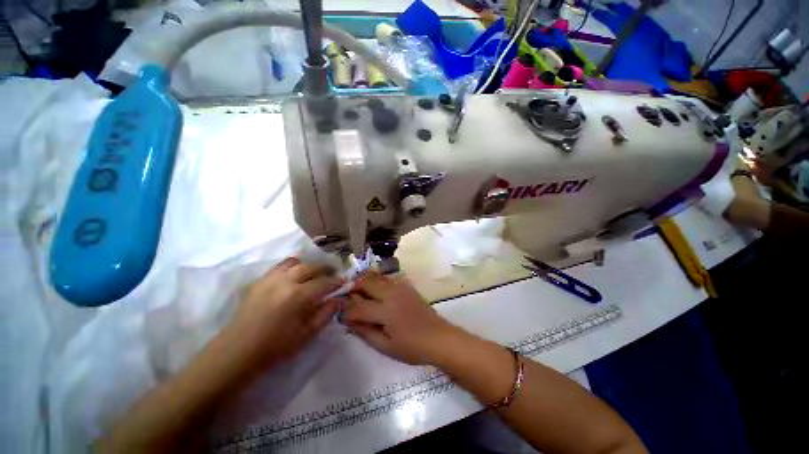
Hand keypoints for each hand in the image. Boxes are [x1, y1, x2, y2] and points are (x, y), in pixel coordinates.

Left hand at [223, 257, 342, 373]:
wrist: (236, 352)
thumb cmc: (274, 348)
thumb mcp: (306, 335)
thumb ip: (325, 314)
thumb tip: (337, 299)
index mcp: (297, 296)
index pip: (324, 282)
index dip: (337, 281)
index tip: (345, 281)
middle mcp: (285, 281)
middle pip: (311, 267)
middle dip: (325, 269)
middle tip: (333, 273)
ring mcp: (269, 279)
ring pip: (294, 262)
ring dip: (307, 265)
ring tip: (313, 272)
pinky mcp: (258, 281)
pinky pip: (279, 267)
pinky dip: (291, 267)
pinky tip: (293, 277)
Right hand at [341, 272, 458, 365]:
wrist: (439, 337)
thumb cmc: (412, 347)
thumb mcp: (386, 347)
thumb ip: (365, 333)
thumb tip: (350, 321)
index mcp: (386, 311)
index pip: (358, 307)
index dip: (347, 312)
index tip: (342, 317)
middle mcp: (391, 294)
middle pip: (366, 282)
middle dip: (353, 288)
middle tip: (348, 298)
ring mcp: (400, 287)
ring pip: (376, 277)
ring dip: (365, 282)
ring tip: (360, 294)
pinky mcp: (407, 286)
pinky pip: (387, 279)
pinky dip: (377, 282)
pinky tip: (377, 293)